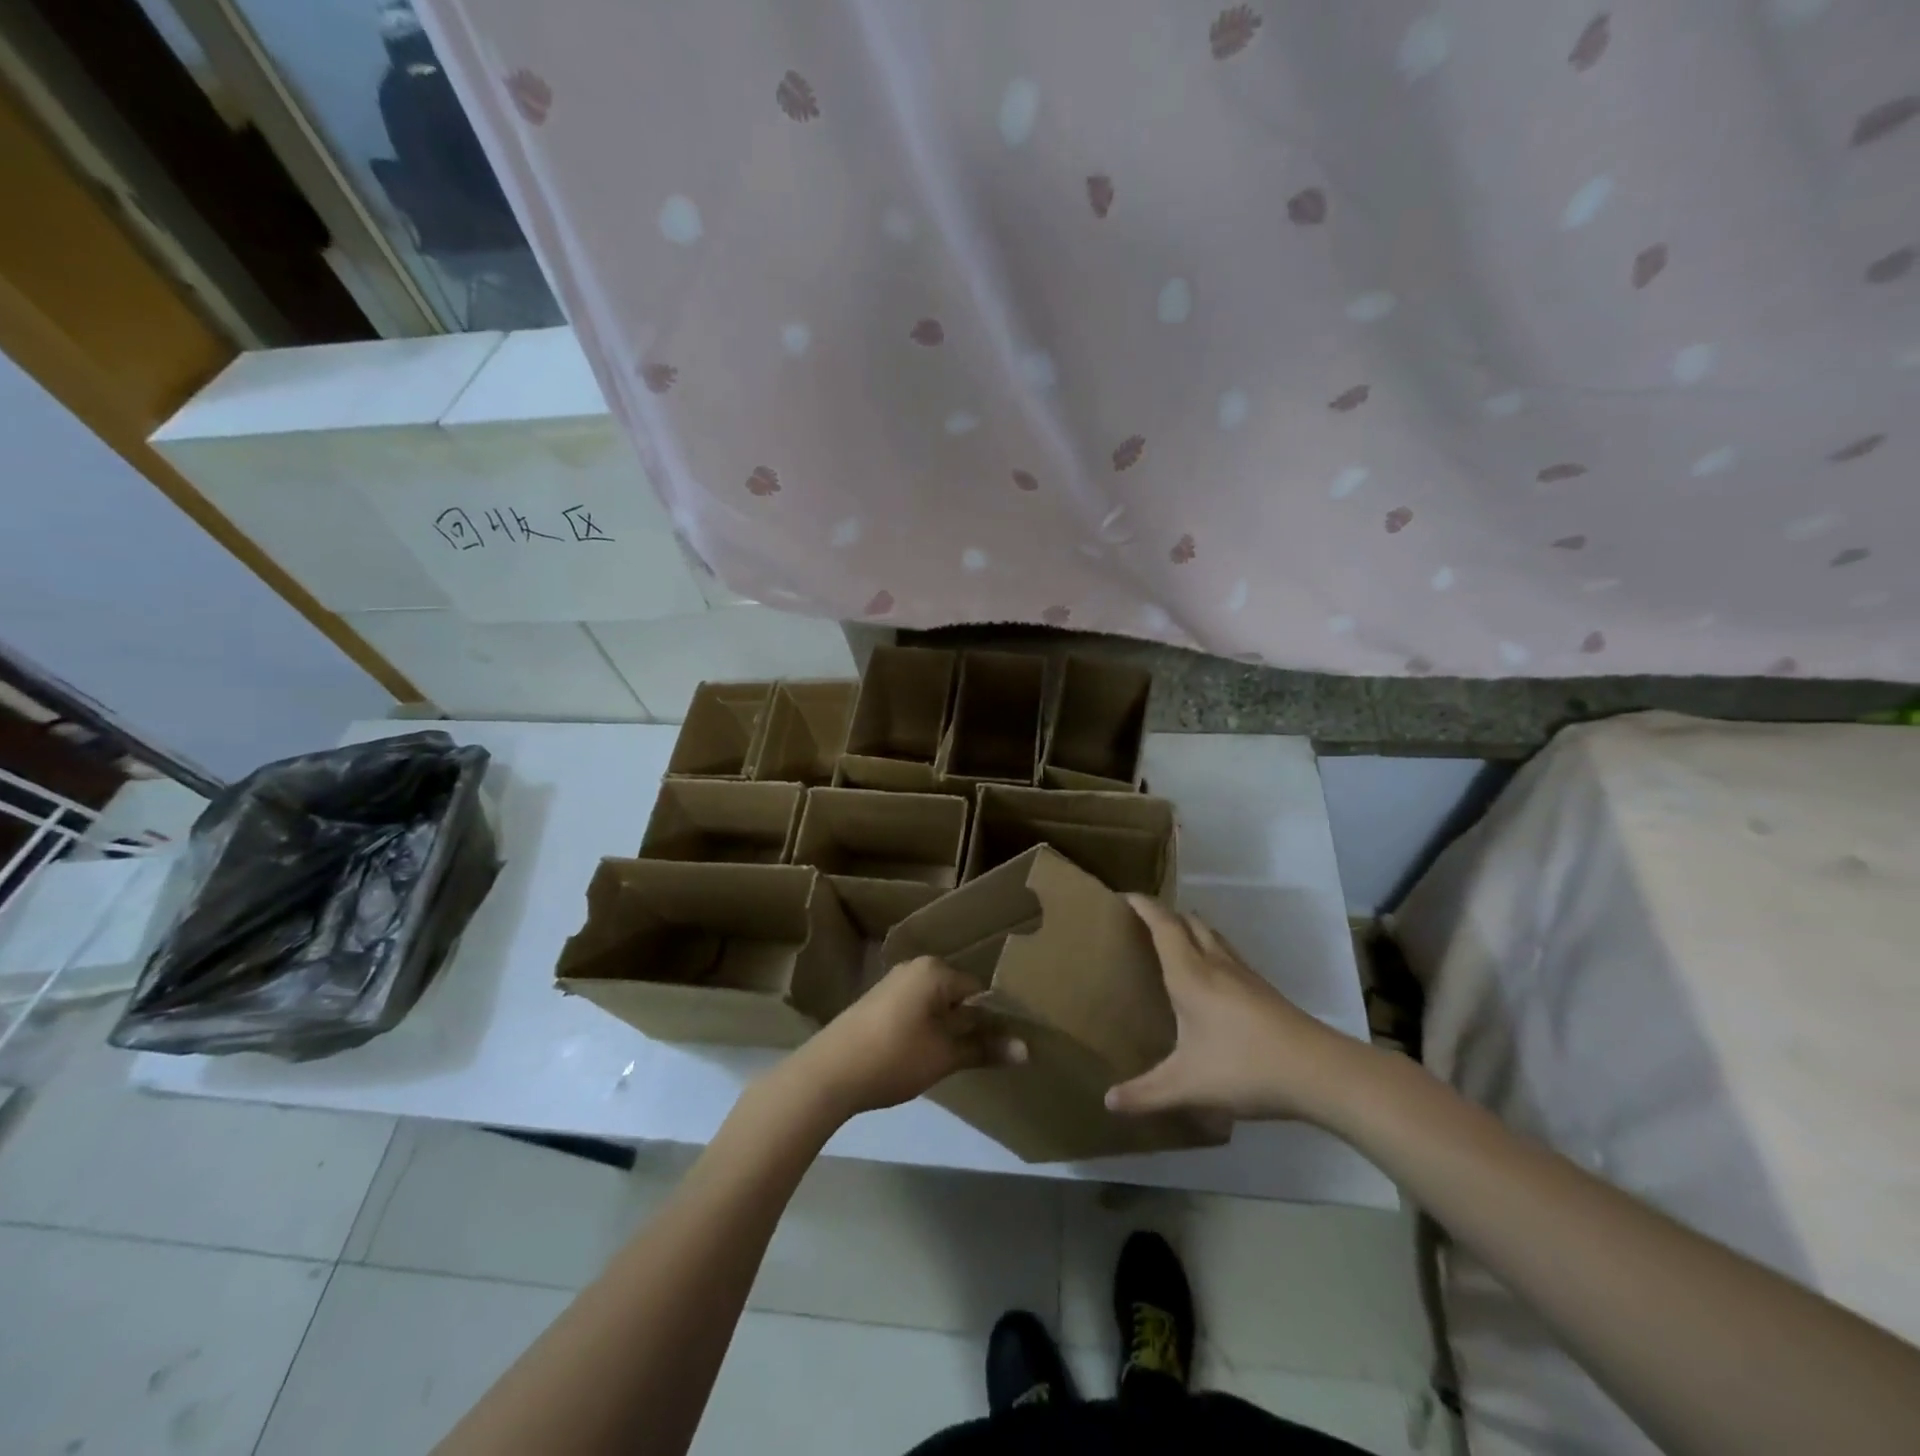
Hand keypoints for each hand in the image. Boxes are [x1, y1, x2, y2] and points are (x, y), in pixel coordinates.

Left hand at [784, 956, 1026, 1119]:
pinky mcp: (876, 1001)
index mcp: (935, 970)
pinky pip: (915, 1008)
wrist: (828, 1073)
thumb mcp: (945, 1056)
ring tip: (955, 1059)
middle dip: (971, 1022)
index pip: (980, 989)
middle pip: (957, 994)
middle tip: (983, 1055)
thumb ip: (985, 1048)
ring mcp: (893, 982)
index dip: (995, 1018)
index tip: (1005, 1045)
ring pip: (935, 1003)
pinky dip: (925, 1027)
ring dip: (947, 1027)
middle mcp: (915, 967)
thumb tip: (1027, 1049)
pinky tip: (923, 1054)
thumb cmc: (894, 1057)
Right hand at [1106, 894, 1375, 1123]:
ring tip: (1173, 942)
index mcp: (1190, 974)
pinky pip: (1228, 954)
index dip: (1144, 906)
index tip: (1124, 896)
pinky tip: (1211, 979)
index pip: (1163, 925)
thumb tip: (1108, 1102)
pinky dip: (1210, 950)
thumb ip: (1145, 1094)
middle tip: (1144, 922)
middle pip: (1189, 922)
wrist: (1318, 1071)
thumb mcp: (1187, 1085)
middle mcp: (1215, 964)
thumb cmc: (1244, 1067)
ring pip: (1213, 936)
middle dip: (1165, 915)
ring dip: (1190, 930)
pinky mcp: (1263, 990)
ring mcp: (1244, 975)